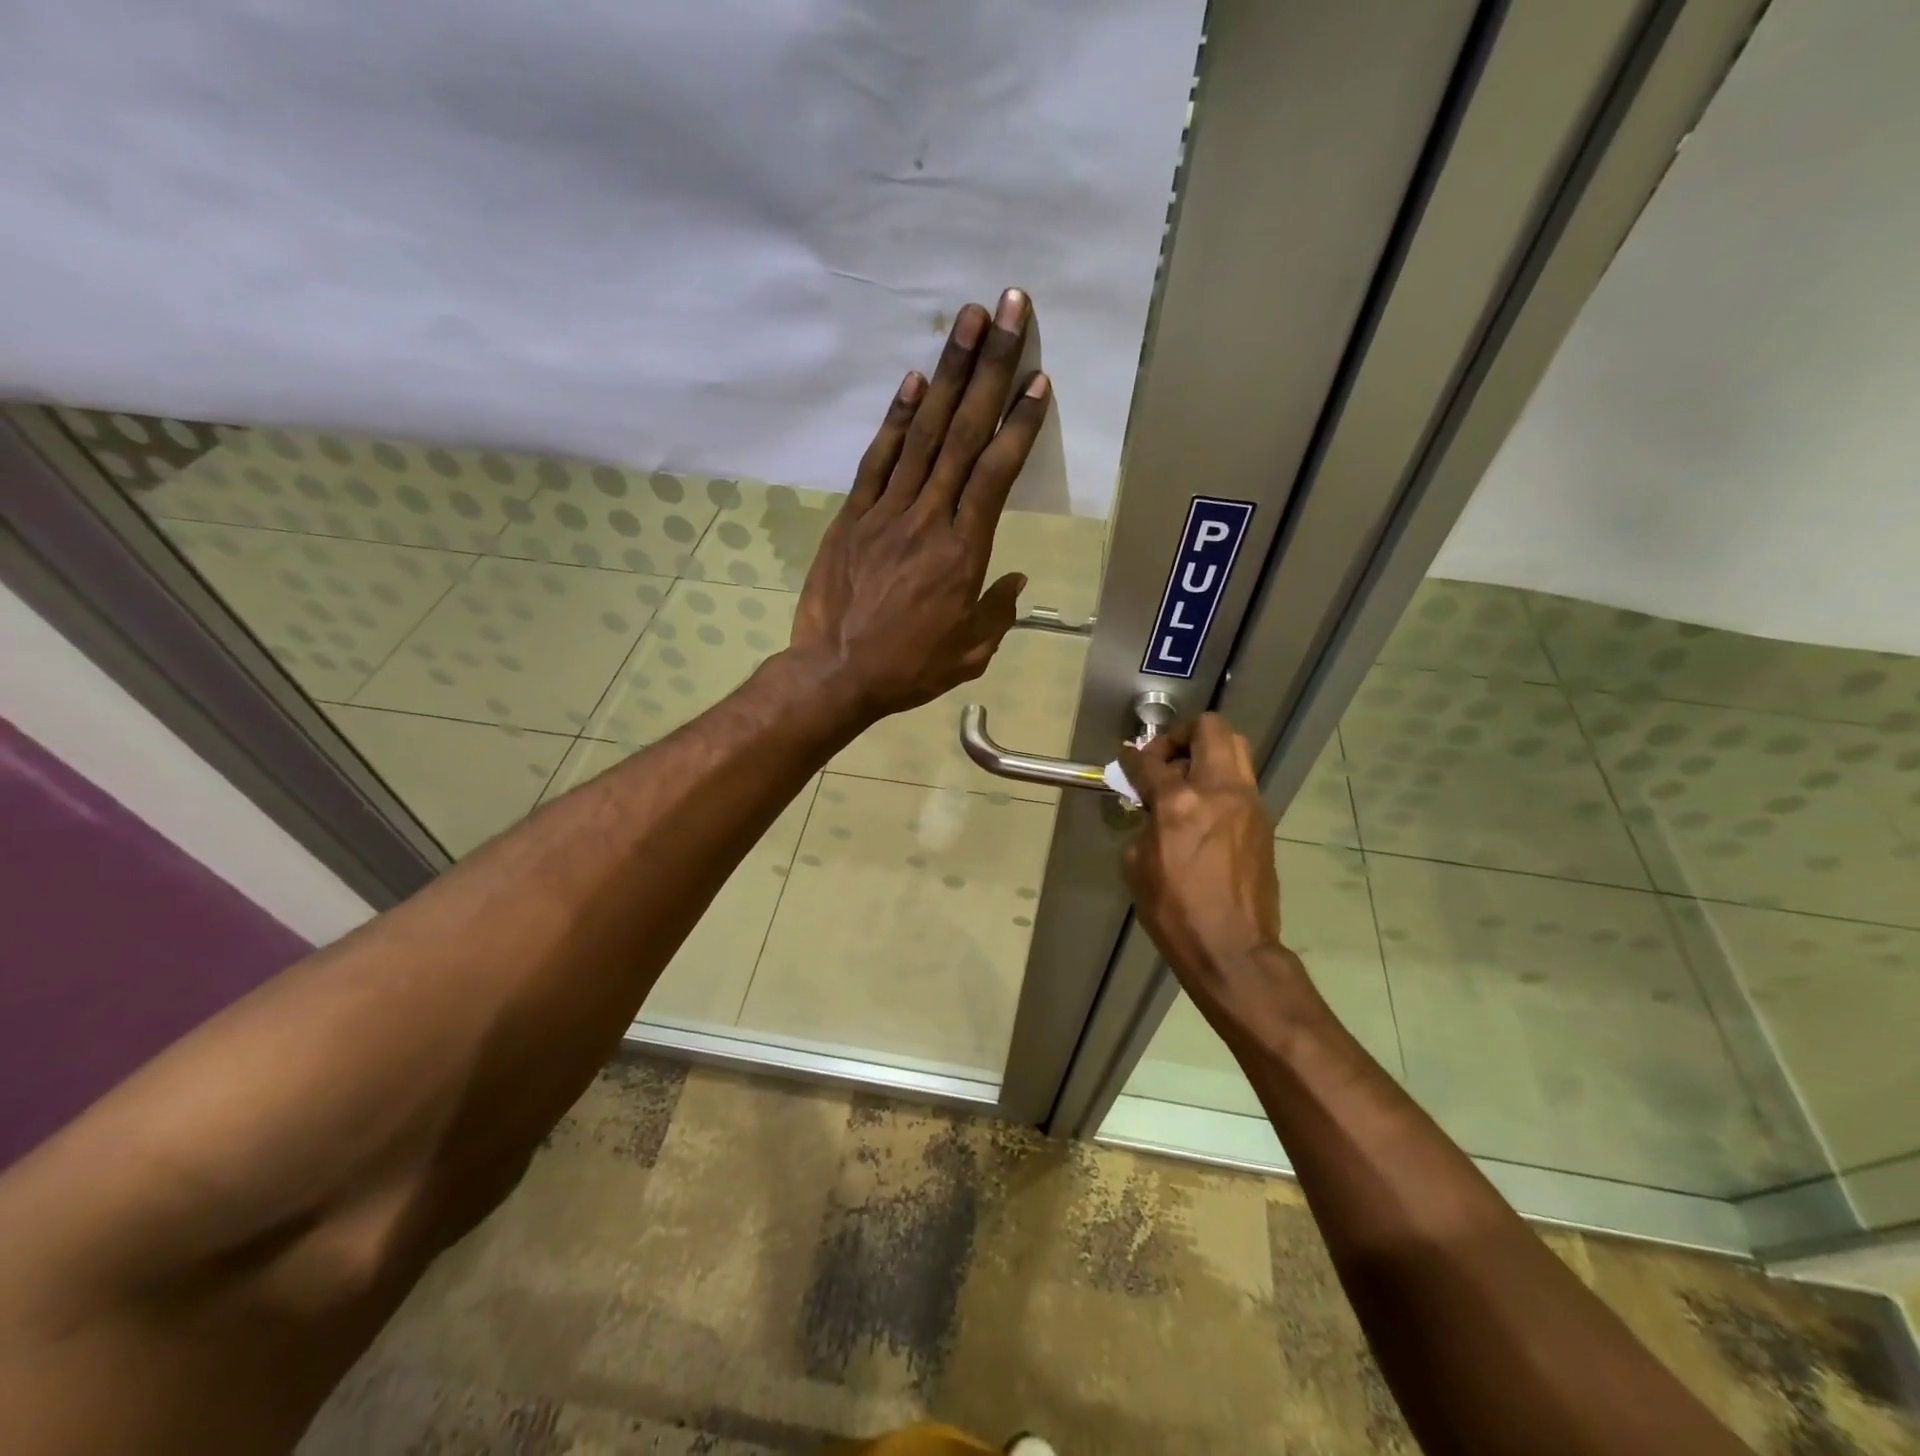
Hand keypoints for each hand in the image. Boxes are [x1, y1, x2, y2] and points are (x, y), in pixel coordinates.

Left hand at [790, 289, 1050, 721]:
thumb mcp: (970, 653)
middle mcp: (929, 519)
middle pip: (964, 435)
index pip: (995, 475)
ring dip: (948, 373)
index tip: (1038, 379)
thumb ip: (997, 613)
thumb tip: (1016, 580)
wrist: (835, 674)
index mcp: (963, 554)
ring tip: (969, 321)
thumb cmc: (909, 669)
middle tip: (1010, 310)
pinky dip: (897, 418)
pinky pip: (878, 459)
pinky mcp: (853, 516)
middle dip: (991, 369)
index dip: (1019, 424)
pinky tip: (916, 380)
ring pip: (923, 434)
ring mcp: (887, 512)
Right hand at [1119, 716, 1284, 1013]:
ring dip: (1206, 753)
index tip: (1127, 757)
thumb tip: (1152, 807)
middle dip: (1181, 736)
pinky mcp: (1263, 821)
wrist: (1232, 948)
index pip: (1151, 761)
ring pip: (1235, 748)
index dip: (1133, 756)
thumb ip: (1145, 823)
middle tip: (1165, 760)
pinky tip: (1203, 810)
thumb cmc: (1174, 911)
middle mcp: (1219, 791)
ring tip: (1185, 781)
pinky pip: (1240, 781)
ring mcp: (1248, 803)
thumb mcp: (1138, 865)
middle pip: (1209, 729)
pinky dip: (1219, 781)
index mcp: (1179, 802)